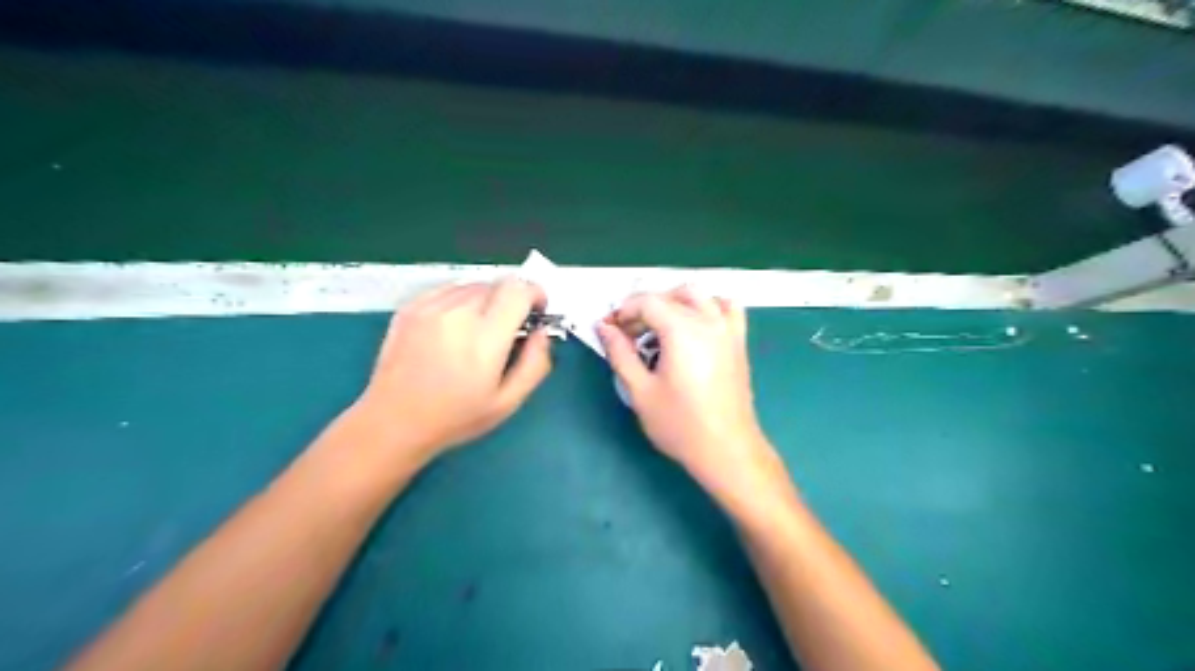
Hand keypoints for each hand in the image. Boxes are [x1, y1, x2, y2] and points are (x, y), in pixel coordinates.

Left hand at [351, 281, 551, 463]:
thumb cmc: (455, 417)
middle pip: (499, 284)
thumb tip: (542, 333)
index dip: (535, 294)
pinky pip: (448, 289)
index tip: (536, 313)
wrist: (393, 421)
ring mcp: (430, 307)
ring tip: (478, 330)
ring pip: (473, 285)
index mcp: (485, 337)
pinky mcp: (410, 307)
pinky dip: (461, 300)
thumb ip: (535, 364)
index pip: (519, 289)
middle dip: (512, 301)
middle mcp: (458, 313)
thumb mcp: (508, 402)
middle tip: (508, 329)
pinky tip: (454, 327)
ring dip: (487, 300)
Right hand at [604, 285, 790, 508]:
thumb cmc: (679, 424)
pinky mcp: (739, 342)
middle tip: (628, 334)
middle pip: (671, 294)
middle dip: (644, 307)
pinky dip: (708, 305)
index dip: (623, 311)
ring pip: (699, 295)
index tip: (609, 330)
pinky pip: (726, 307)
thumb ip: (620, 353)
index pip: (647, 302)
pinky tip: (695, 324)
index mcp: (682, 330)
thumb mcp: (640, 390)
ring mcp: (727, 329)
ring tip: (658, 327)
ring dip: (673, 301)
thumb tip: (603, 327)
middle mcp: (707, 321)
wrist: (726, 449)